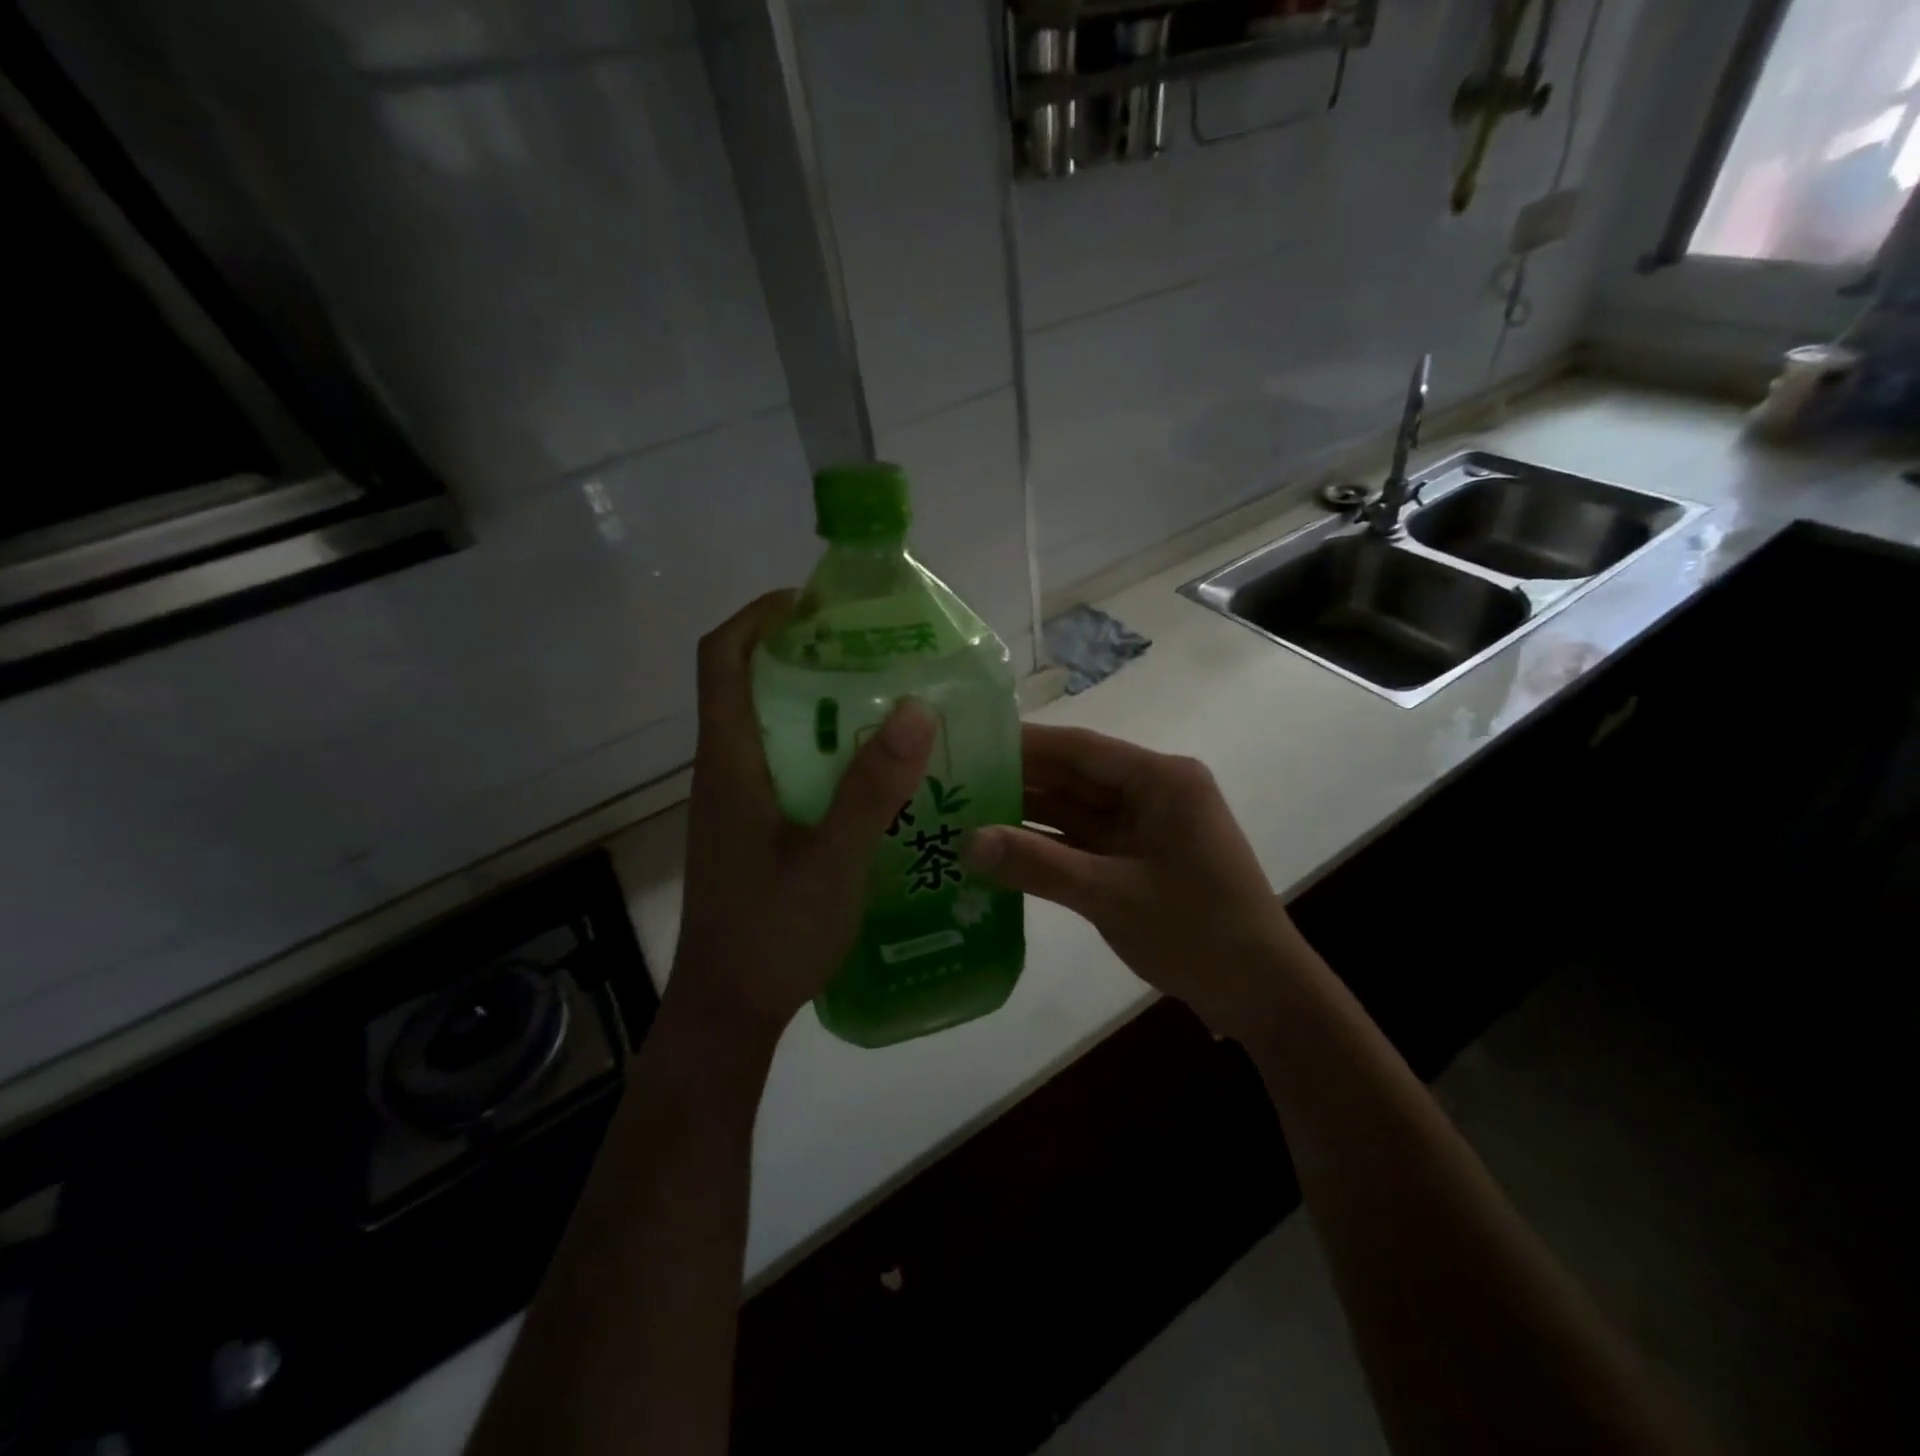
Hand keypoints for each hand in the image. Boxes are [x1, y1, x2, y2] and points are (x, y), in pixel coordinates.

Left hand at [671, 592, 936, 1043]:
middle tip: (874, 652)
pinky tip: (874, 775)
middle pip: (749, 684)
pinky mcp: (753, 829)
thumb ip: (874, 787)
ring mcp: (737, 802)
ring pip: (773, 728)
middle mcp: (725, 770)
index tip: (816, 603)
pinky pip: (787, 767)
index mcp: (730, 761)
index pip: (721, 658)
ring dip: (821, 706)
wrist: (729, 1011)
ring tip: (886, 704)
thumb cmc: (772, 933)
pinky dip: (825, 752)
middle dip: (804, 655)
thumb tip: (917, 707)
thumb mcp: (834, 859)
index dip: (759, 616)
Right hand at [965, 724, 1310, 1040]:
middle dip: (1016, 779)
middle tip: (951, 781)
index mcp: (1160, 779)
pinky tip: (998, 849)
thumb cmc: (1197, 931)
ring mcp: (1144, 826)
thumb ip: (1038, 865)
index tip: (966, 742)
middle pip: (1073, 777)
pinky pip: (1081, 842)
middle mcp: (1151, 792)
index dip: (1022, 744)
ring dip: (1025, 815)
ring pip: (1074, 810)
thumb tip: (967, 841)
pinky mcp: (1136, 858)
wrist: (1260, 993)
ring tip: (960, 813)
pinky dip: (1044, 847)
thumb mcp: (1111, 896)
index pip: (1079, 748)